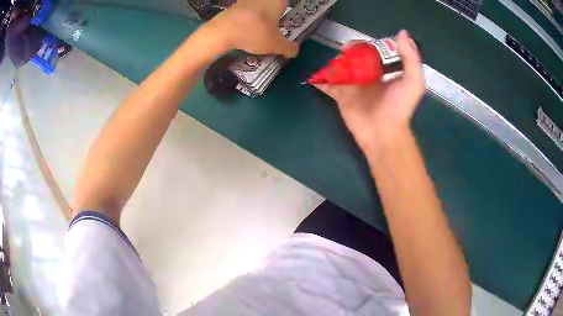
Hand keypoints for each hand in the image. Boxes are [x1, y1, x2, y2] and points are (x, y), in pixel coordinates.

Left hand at [202, 0, 298, 57]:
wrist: (221, 31)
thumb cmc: (254, 33)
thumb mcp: (275, 44)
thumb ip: (288, 47)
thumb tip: (295, 51)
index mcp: (277, 1)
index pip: (286, 3)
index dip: (285, 11)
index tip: (285, 19)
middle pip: (272, 5)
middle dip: (273, 15)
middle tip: (274, 27)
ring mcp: (246, 1)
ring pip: (257, 7)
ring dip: (259, 16)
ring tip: (260, 30)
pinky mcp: (232, 7)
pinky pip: (245, 12)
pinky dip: (247, 19)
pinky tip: (245, 29)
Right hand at [315, 30, 424, 150]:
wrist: (383, 133)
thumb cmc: (399, 107)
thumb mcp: (413, 82)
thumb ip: (411, 58)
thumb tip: (402, 32)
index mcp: (383, 70)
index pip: (373, 51)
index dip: (366, 44)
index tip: (361, 45)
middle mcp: (368, 75)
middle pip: (354, 56)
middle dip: (348, 51)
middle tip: (345, 53)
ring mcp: (353, 85)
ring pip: (339, 67)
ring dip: (334, 62)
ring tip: (335, 64)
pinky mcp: (341, 96)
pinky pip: (327, 85)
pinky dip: (319, 80)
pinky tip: (315, 76)